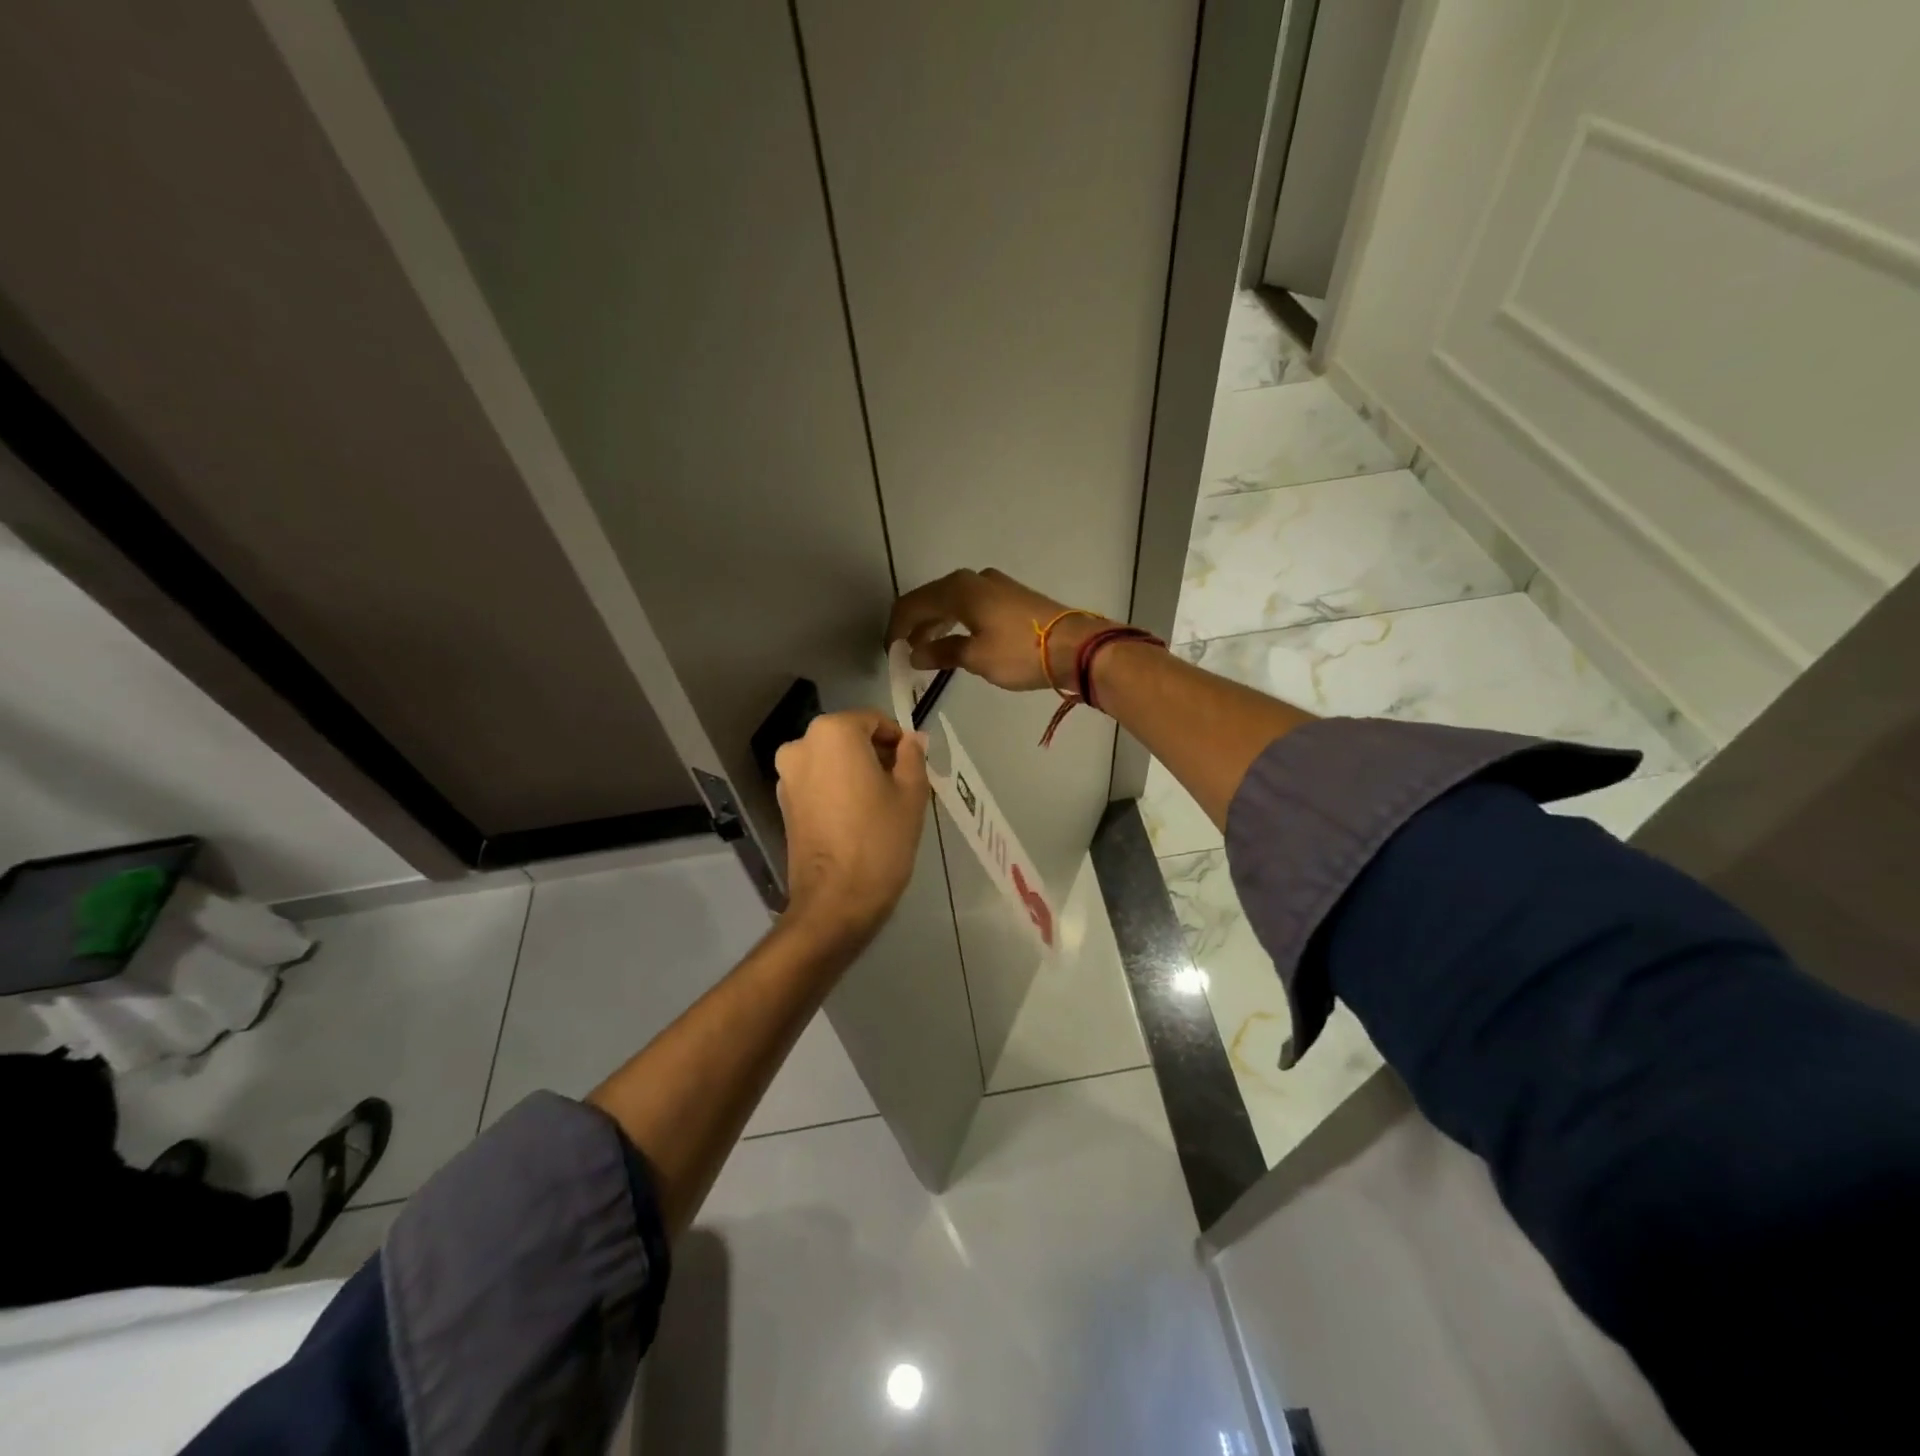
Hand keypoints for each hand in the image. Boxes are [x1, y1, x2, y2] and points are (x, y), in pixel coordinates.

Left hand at [774, 710, 928, 946]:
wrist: (835, 901)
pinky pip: (818, 783)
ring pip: (832, 761)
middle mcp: (802, 745)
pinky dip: (838, 789)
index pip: (874, 721)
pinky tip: (858, 817)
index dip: (898, 740)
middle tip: (902, 785)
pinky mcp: (783, 804)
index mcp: (833, 733)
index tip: (914, 766)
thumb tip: (912, 739)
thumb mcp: (911, 793)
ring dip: (856, 772)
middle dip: (876, 755)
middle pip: (849, 739)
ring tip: (881, 804)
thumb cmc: (880, 840)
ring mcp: (787, 776)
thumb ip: (913, 756)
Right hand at [886, 568, 1117, 692]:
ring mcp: (994, 585)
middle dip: (915, 626)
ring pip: (952, 603)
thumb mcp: (976, 658)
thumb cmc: (1020, 652)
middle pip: (931, 600)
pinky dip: (957, 623)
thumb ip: (941, 653)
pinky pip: (971, 606)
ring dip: (936, 626)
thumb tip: (915, 653)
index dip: (896, 629)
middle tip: (907, 654)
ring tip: (929, 653)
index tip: (890, 653)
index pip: (912, 604)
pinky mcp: (1010, 597)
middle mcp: (973, 580)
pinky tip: (958, 642)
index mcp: (958, 589)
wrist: (1076, 646)